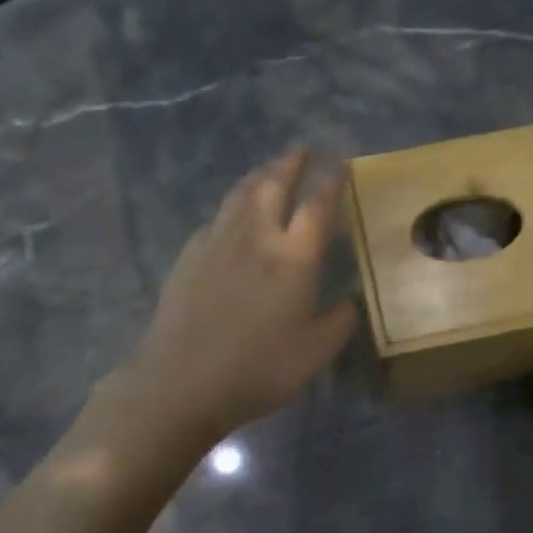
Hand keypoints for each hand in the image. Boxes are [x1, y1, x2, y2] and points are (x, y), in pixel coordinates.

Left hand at [127, 151, 357, 441]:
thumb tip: (348, 301)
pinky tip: (231, 217)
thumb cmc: (259, 368)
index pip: (317, 205)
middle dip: (290, 163)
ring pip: (240, 194)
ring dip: (259, 175)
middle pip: (273, 184)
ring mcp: (217, 243)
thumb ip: (339, 321)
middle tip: (302, 150)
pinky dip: (231, 208)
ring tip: (269, 169)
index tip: (339, 165)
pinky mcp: (189, 257)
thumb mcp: (316, 352)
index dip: (331, 181)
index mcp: (294, 257)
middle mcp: (256, 237)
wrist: (183, 382)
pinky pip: (216, 219)